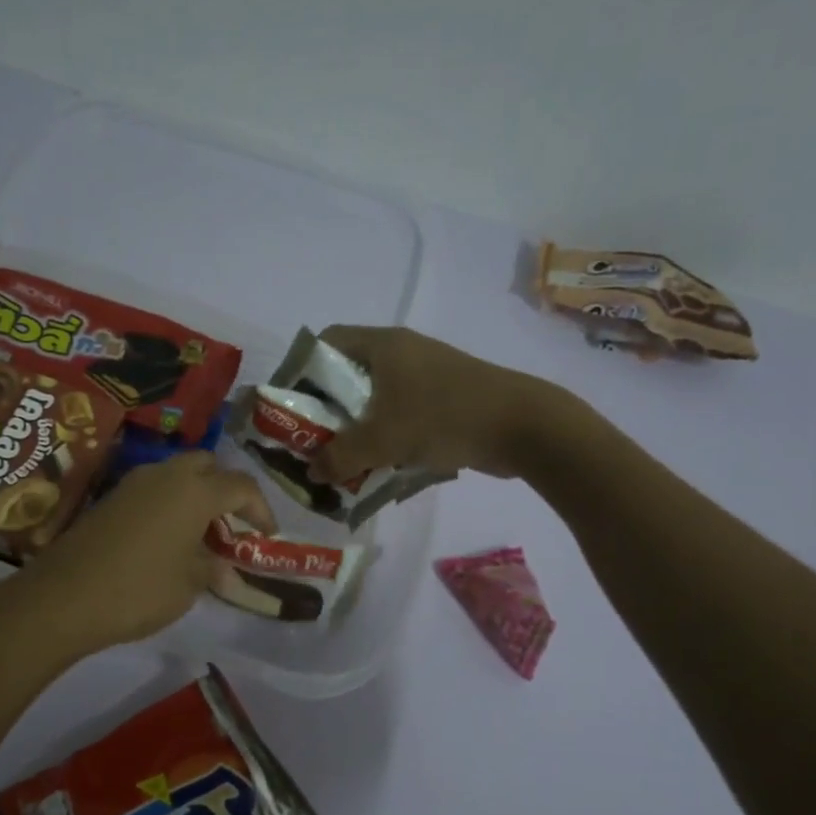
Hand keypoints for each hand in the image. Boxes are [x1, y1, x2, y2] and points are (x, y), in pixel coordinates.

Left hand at [4, 452, 275, 655]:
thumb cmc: (140, 589)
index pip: (241, 486)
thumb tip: (222, 566)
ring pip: (177, 474)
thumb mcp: (189, 584)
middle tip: (231, 524)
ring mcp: (134, 483)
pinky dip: (169, 504)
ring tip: (201, 533)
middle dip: (225, 489)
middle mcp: (166, 475)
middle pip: (207, 465)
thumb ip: (212, 567)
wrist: (63, 597)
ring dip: (195, 495)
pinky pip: (153, 489)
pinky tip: (168, 538)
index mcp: (195, 490)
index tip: (267, 534)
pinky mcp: (110, 498)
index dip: (261, 508)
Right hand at [311, 326, 550, 481]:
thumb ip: (340, 456)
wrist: (524, 427)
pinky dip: (386, 436)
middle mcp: (402, 353)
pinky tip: (380, 466)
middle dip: (327, 410)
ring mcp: (426, 376)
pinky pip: (401, 414)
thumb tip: (311, 471)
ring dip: (357, 428)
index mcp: (383, 346)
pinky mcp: (445, 399)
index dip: (302, 370)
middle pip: (348, 374)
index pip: (326, 343)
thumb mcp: (383, 439)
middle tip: (313, 441)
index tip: (291, 406)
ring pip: (376, 399)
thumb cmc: (445, 417)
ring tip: (342, 460)